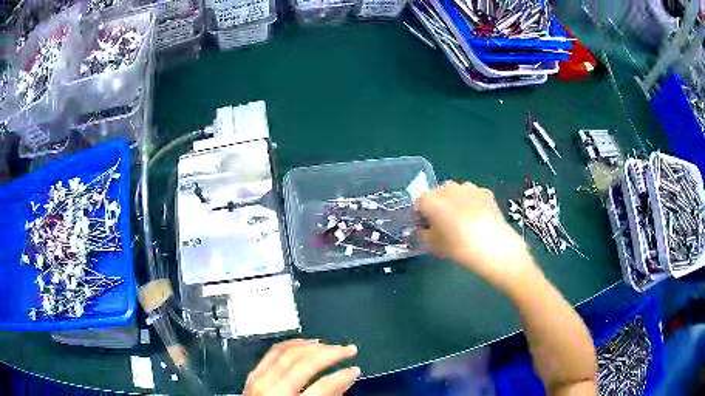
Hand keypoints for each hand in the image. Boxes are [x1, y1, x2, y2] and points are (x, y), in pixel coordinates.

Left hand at [244, 339, 360, 395]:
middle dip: (330, 353)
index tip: (355, 370)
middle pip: (304, 363)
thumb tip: (345, 381)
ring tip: (331, 345)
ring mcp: (259, 379)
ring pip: (288, 352)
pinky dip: (291, 344)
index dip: (342, 376)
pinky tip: (304, 343)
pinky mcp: (253, 374)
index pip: (322, 387)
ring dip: (313, 346)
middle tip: (349, 349)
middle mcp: (272, 389)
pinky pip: (273, 352)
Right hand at [415, 181, 532, 289]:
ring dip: (454, 204)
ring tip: (461, 224)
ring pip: (455, 194)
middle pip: (437, 195)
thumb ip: (422, 235)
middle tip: (442, 227)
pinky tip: (477, 221)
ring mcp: (469, 187)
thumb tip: (422, 230)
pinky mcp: (485, 192)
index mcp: (431, 200)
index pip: (419, 203)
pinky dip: (471, 205)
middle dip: (437, 208)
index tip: (424, 228)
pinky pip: (471, 196)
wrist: (496, 248)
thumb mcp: (434, 246)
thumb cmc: (460, 248)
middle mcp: (448, 188)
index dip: (420, 216)